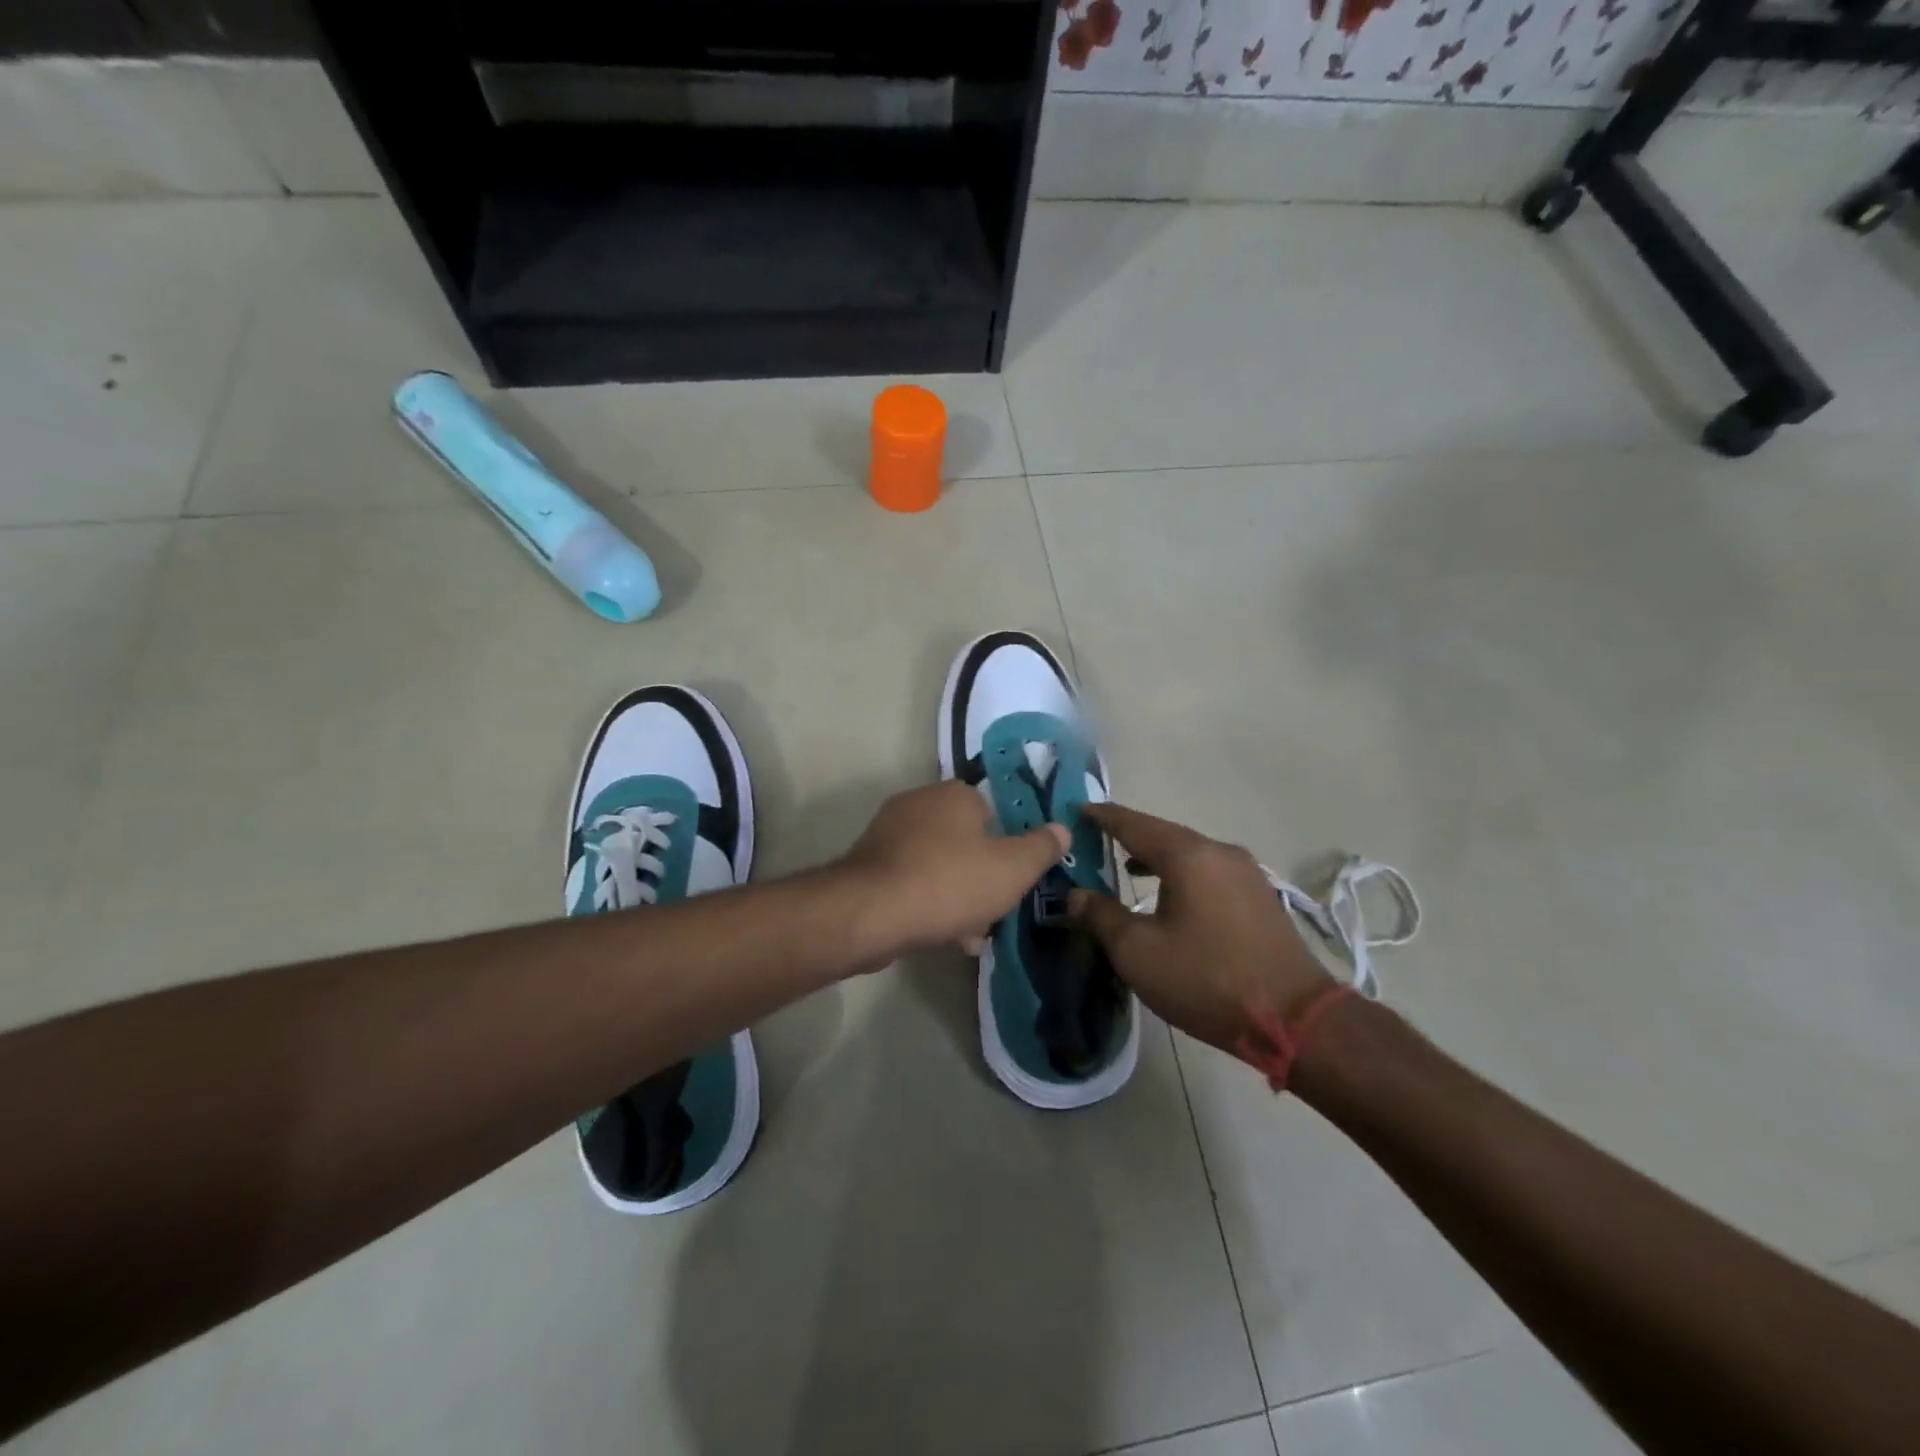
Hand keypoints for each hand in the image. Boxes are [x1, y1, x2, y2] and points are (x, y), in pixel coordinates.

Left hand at [837, 781, 1068, 966]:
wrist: (871, 912)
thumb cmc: (950, 882)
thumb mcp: (1012, 868)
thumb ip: (1041, 848)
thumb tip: (1062, 829)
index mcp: (955, 794)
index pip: (993, 812)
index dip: (1008, 847)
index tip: (1014, 880)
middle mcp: (919, 803)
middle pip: (965, 841)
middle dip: (982, 878)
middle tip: (994, 912)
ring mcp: (889, 833)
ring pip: (939, 865)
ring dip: (957, 897)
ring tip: (970, 936)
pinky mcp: (869, 865)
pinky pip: (912, 881)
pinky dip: (928, 903)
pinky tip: (940, 935)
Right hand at [1064, 802, 1333, 1053]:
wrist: (1296, 1019)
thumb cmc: (1206, 979)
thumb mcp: (1138, 952)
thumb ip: (1100, 916)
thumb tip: (1074, 895)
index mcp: (1188, 855)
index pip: (1134, 824)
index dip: (1102, 817)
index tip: (1077, 809)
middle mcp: (1219, 852)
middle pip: (1164, 834)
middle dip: (1128, 835)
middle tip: (1096, 839)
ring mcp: (1246, 873)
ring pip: (1189, 853)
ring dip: (1155, 857)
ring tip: (1126, 867)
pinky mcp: (1259, 896)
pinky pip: (1208, 871)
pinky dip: (1181, 872)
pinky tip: (1169, 894)